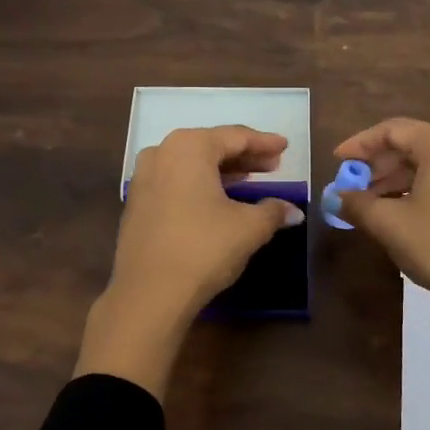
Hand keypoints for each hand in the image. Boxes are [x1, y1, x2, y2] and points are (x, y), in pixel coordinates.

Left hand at [112, 125, 303, 312]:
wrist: (149, 292)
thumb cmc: (204, 247)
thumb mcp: (249, 228)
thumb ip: (273, 211)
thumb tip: (292, 211)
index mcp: (189, 147)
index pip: (235, 137)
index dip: (264, 143)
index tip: (285, 147)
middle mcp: (162, 153)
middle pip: (211, 148)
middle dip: (243, 156)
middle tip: (272, 166)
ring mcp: (144, 179)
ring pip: (191, 166)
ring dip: (222, 172)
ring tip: (249, 180)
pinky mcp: (137, 205)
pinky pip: (176, 183)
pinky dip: (201, 186)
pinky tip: (218, 200)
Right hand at [334, 117, 429, 429]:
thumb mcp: (388, 223)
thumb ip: (356, 203)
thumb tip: (334, 197)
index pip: (392, 130)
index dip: (360, 144)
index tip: (337, 161)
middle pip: (411, 144)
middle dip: (376, 164)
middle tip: (351, 186)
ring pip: (427, 164)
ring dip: (394, 179)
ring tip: (368, 204)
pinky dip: (416, 189)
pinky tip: (397, 211)